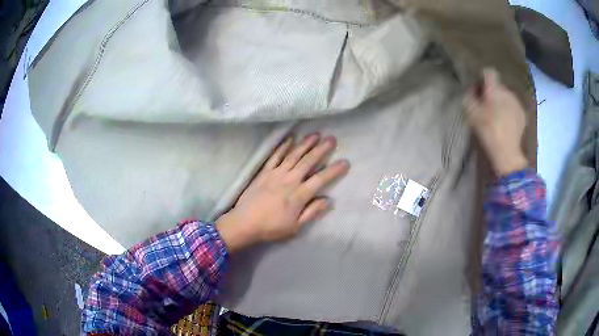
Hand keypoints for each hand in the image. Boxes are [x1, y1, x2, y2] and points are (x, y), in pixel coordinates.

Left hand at [216, 134, 349, 252]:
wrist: (244, 223)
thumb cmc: (271, 227)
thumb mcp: (295, 227)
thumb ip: (312, 212)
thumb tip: (328, 200)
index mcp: (299, 195)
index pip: (321, 179)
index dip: (334, 170)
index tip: (345, 162)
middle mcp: (289, 180)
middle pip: (308, 161)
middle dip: (321, 150)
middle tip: (332, 139)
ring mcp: (276, 173)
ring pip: (294, 155)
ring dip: (305, 144)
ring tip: (316, 134)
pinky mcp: (264, 172)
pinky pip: (275, 156)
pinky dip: (283, 146)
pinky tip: (290, 139)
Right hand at [464, 68, 528, 176]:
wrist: (507, 153)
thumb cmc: (488, 132)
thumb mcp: (472, 115)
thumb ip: (469, 97)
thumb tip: (472, 88)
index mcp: (495, 90)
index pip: (489, 72)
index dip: (483, 78)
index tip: (480, 89)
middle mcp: (507, 92)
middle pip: (498, 85)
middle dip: (493, 92)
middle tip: (488, 105)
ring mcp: (516, 102)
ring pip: (506, 95)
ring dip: (502, 101)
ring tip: (499, 115)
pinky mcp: (522, 113)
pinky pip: (513, 105)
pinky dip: (510, 109)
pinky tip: (507, 121)